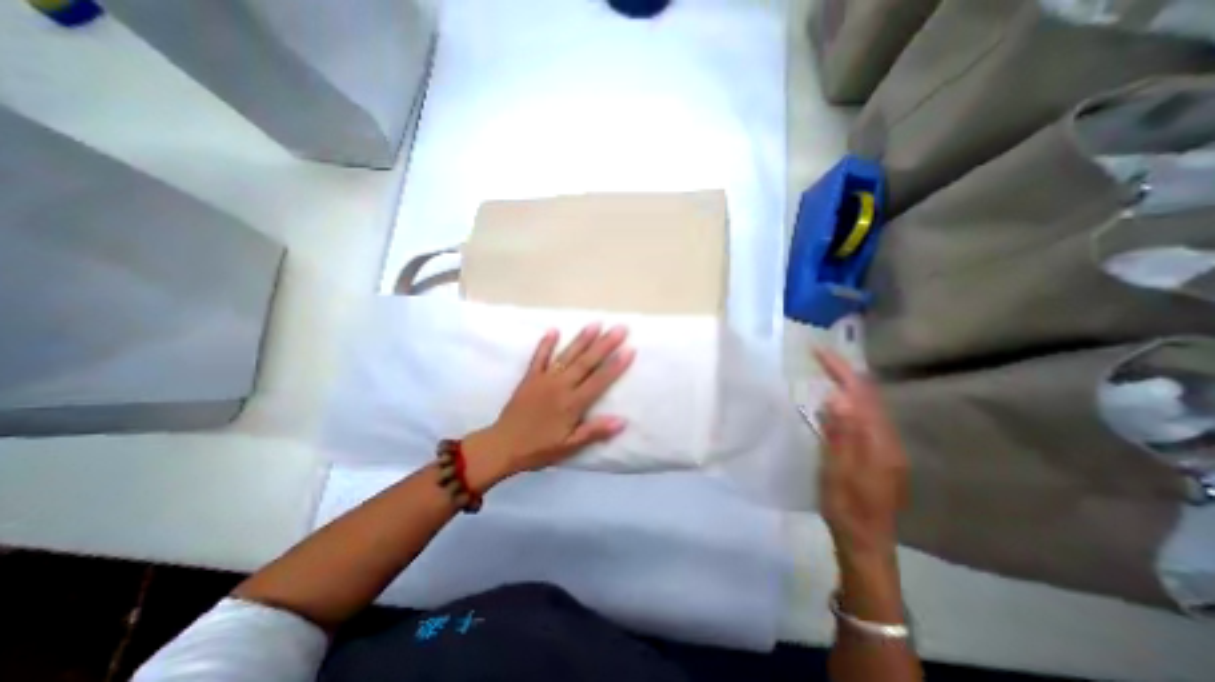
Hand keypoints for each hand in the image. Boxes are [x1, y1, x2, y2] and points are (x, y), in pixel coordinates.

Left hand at [467, 323, 636, 487]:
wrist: (503, 445)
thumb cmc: (540, 448)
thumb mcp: (569, 446)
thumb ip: (595, 431)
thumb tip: (622, 421)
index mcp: (573, 403)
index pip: (599, 380)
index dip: (616, 365)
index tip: (630, 349)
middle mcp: (561, 386)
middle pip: (587, 362)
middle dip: (605, 344)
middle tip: (620, 328)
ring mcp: (544, 379)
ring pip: (567, 355)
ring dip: (582, 339)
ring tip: (596, 324)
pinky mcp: (530, 377)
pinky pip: (538, 357)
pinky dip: (546, 343)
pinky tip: (553, 330)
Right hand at [811, 352, 906, 559]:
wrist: (866, 543)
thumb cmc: (847, 509)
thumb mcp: (838, 472)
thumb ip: (840, 434)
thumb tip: (837, 397)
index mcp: (880, 443)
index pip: (862, 394)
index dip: (841, 370)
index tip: (818, 352)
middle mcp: (889, 440)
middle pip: (870, 396)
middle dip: (845, 372)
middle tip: (819, 356)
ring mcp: (886, 447)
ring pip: (869, 406)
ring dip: (848, 385)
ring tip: (826, 371)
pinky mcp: (880, 454)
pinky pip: (866, 418)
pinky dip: (850, 402)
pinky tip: (836, 404)